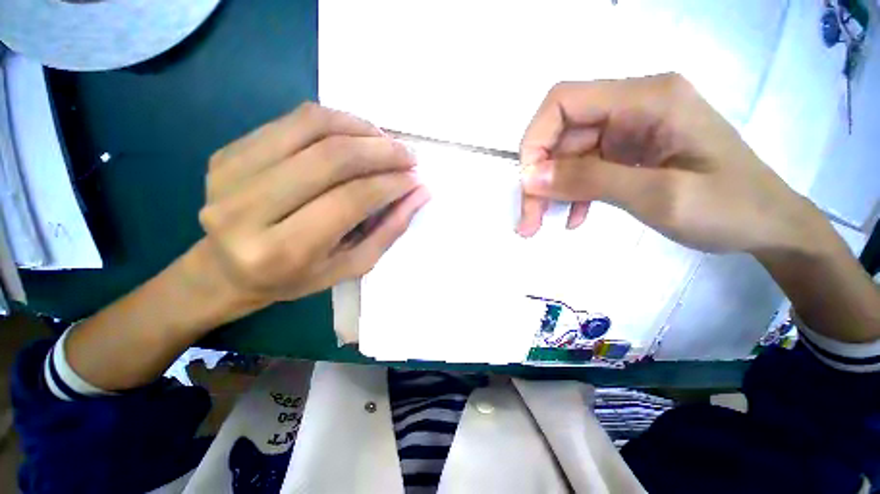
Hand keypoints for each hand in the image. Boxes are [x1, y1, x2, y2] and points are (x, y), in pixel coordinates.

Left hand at [198, 102, 428, 313]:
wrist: (227, 270)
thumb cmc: (296, 277)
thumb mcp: (351, 265)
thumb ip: (389, 230)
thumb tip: (420, 192)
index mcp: (282, 250)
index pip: (350, 200)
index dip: (390, 184)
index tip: (415, 178)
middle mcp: (247, 209)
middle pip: (331, 158)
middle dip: (381, 151)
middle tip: (409, 155)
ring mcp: (230, 173)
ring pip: (311, 126)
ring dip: (360, 128)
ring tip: (385, 142)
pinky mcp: (227, 152)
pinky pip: (292, 121)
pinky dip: (334, 121)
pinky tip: (355, 135)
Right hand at [517, 73, 821, 253]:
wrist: (768, 226)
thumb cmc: (730, 209)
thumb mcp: (659, 196)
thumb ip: (590, 181)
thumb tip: (530, 177)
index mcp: (648, 99)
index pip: (564, 101)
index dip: (535, 140)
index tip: (528, 184)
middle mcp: (634, 106)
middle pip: (562, 134)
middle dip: (539, 177)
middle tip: (528, 220)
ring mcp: (631, 130)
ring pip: (569, 155)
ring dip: (551, 190)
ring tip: (540, 225)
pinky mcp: (630, 152)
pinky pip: (586, 168)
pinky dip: (573, 193)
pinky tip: (574, 217)